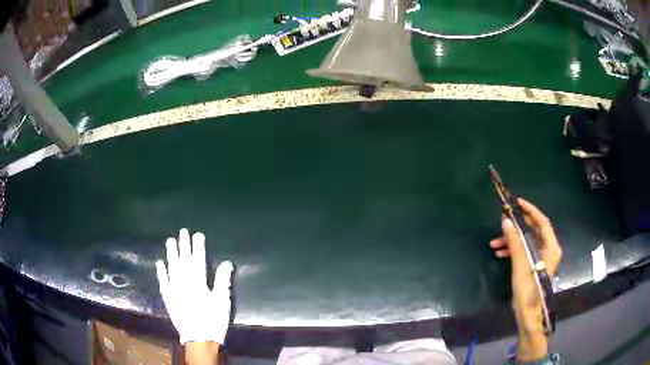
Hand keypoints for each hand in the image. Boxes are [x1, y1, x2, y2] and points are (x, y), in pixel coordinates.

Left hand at [156, 228, 233, 344]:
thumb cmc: (213, 320)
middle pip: (184, 260)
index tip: (197, 234)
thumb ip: (222, 281)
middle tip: (182, 231)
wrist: (199, 339)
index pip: (198, 260)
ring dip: (171, 254)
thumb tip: (226, 263)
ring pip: (172, 267)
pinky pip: (163, 282)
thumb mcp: (222, 301)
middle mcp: (184, 282)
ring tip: (170, 241)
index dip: (198, 247)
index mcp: (198, 282)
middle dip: (184, 245)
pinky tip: (160, 263)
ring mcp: (174, 289)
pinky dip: (161, 272)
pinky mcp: (168, 298)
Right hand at [489, 199, 561, 359]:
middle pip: (534, 231)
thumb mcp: (521, 266)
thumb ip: (515, 242)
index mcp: (551, 247)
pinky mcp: (535, 265)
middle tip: (503, 222)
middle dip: (517, 227)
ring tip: (495, 243)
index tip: (517, 202)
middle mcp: (549, 249)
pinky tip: (500, 253)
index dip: (530, 210)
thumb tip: (506, 221)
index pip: (542, 222)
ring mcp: (542, 258)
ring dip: (512, 240)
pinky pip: (524, 251)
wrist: (529, 314)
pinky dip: (513, 250)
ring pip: (527, 241)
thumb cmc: (528, 290)